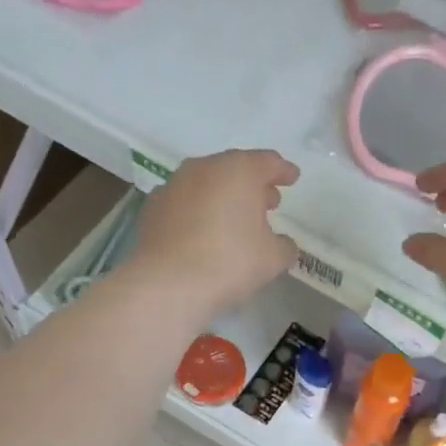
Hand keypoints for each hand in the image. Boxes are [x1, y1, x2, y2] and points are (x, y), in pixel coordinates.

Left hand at [129, 149, 298, 320]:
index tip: (292, 178)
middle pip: (235, 169)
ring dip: (223, 196)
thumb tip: (281, 243)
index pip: (268, 162)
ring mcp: (174, 185)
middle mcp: (204, 168)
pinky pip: (184, 202)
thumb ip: (284, 245)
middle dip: (253, 185)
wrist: (168, 283)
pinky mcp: (153, 207)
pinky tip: (202, 231)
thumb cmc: (230, 262)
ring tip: (234, 219)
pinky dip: (197, 210)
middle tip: (267, 203)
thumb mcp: (273, 258)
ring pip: (207, 183)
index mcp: (239, 170)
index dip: (283, 171)